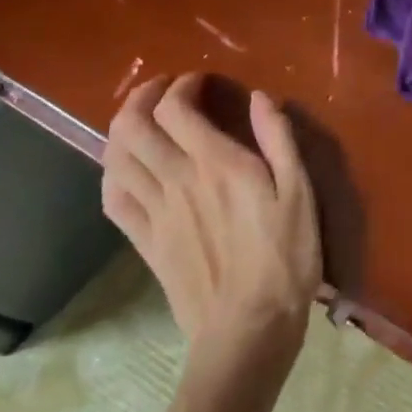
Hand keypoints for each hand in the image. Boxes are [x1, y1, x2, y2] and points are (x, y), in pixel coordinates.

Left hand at [102, 75, 321, 358]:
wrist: (249, 329)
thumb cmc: (285, 257)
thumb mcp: (298, 191)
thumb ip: (278, 139)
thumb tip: (261, 97)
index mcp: (216, 164)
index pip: (177, 109)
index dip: (182, 86)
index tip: (200, 82)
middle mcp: (177, 180)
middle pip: (134, 127)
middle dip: (142, 97)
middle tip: (162, 89)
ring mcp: (155, 213)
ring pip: (116, 159)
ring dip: (121, 130)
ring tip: (142, 120)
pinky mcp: (144, 243)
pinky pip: (113, 200)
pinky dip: (112, 173)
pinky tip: (126, 168)